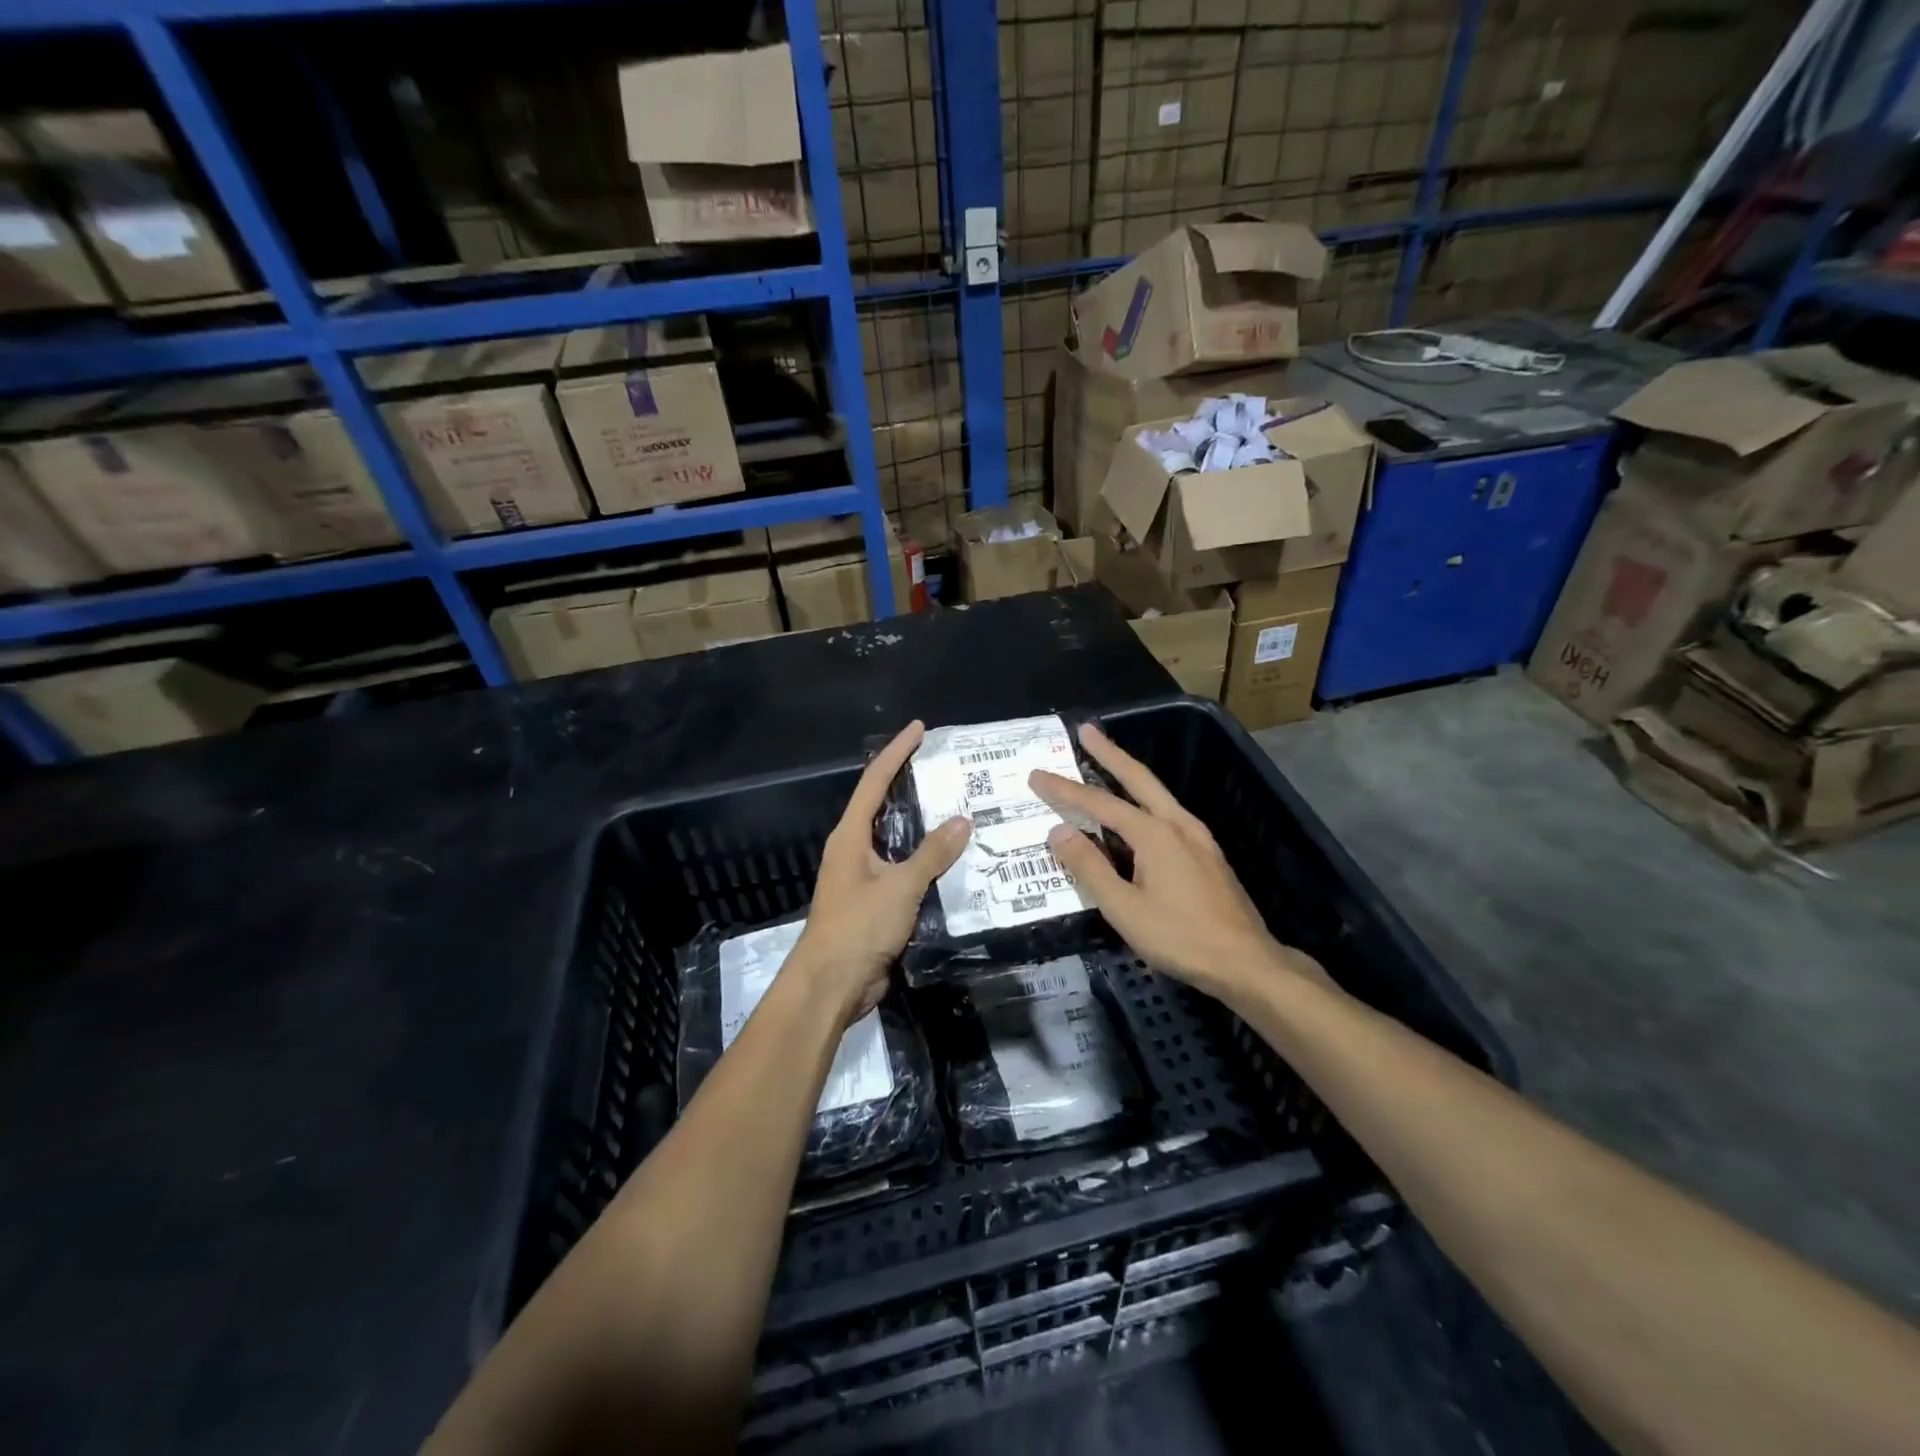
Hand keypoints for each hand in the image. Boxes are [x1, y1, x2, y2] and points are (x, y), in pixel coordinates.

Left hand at [792, 721, 970, 1023]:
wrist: (831, 985)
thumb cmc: (858, 927)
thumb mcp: (899, 887)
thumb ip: (932, 854)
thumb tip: (962, 820)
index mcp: (850, 836)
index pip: (875, 782)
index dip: (896, 752)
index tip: (919, 728)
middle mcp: (854, 850)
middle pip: (883, 806)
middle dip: (911, 784)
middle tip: (946, 768)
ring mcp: (862, 877)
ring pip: (896, 841)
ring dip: (923, 826)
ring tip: (958, 808)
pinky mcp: (874, 903)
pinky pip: (903, 871)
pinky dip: (926, 861)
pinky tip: (952, 860)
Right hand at [1030, 723, 1323, 1003]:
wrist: (1246, 962)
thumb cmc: (1181, 937)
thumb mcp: (1125, 909)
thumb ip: (1090, 868)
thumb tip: (1058, 831)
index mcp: (1154, 834)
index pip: (1099, 804)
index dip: (1065, 790)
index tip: (1037, 775)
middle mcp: (1177, 824)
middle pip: (1138, 778)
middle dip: (1109, 752)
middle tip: (1086, 730)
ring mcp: (1197, 837)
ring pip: (1156, 793)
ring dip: (1129, 773)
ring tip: (1106, 761)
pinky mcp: (1206, 853)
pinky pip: (1167, 813)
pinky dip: (1144, 799)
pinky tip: (1138, 812)